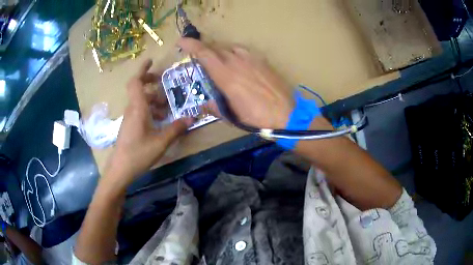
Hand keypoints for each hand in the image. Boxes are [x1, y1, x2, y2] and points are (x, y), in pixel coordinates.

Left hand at [105, 59, 192, 186]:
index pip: (136, 82)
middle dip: (150, 82)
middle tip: (163, 82)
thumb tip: (191, 118)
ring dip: (152, 98)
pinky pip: (139, 110)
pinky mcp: (129, 126)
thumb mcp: (160, 142)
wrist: (120, 169)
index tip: (151, 61)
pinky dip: (149, 109)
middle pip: (138, 88)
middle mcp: (132, 109)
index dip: (142, 69)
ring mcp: (129, 118)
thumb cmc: (138, 153)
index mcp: (137, 108)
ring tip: (166, 107)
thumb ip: (176, 129)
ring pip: (140, 100)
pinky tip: (159, 119)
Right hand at [178, 38, 293, 128]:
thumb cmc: (256, 117)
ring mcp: (251, 59)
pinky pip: (243, 51)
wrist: (287, 114)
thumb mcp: (232, 116)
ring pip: (229, 48)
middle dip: (204, 51)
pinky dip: (235, 54)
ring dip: (220, 53)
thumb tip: (204, 104)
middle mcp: (236, 61)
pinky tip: (238, 64)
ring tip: (219, 63)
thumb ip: (214, 108)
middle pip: (215, 48)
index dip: (190, 45)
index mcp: (225, 75)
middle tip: (200, 59)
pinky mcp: (262, 60)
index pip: (204, 53)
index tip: (181, 41)